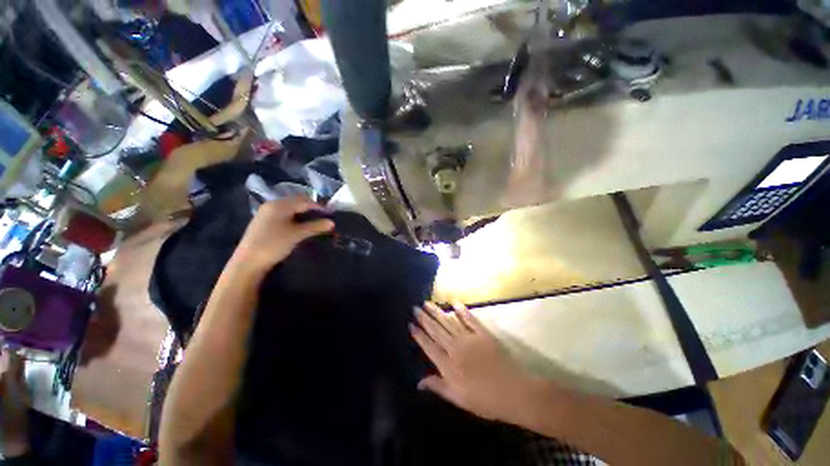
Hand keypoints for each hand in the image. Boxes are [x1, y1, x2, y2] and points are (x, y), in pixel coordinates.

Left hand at [232, 197, 333, 275]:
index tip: (330, 213)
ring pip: (290, 209)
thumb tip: (332, 222)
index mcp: (279, 205)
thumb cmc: (274, 245)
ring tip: (315, 221)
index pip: (304, 200)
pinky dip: (295, 218)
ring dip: (303, 213)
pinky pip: (284, 215)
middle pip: (296, 203)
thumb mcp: (297, 235)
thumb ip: (315, 226)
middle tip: (324, 217)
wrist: (248, 263)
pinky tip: (300, 226)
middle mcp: (272, 205)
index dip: (318, 206)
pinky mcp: (264, 223)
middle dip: (311, 208)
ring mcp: (266, 214)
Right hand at [410, 302, 541, 424]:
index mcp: (448, 365)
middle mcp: (456, 348)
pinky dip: (462, 311)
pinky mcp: (483, 334)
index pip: (429, 347)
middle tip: (415, 308)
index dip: (419, 335)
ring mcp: (469, 339)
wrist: (512, 392)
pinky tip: (455, 303)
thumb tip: (419, 382)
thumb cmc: (484, 400)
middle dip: (425, 319)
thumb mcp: (458, 399)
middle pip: (437, 331)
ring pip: (449, 322)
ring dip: (437, 312)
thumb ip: (438, 386)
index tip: (411, 324)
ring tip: (427, 303)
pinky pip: (470, 320)